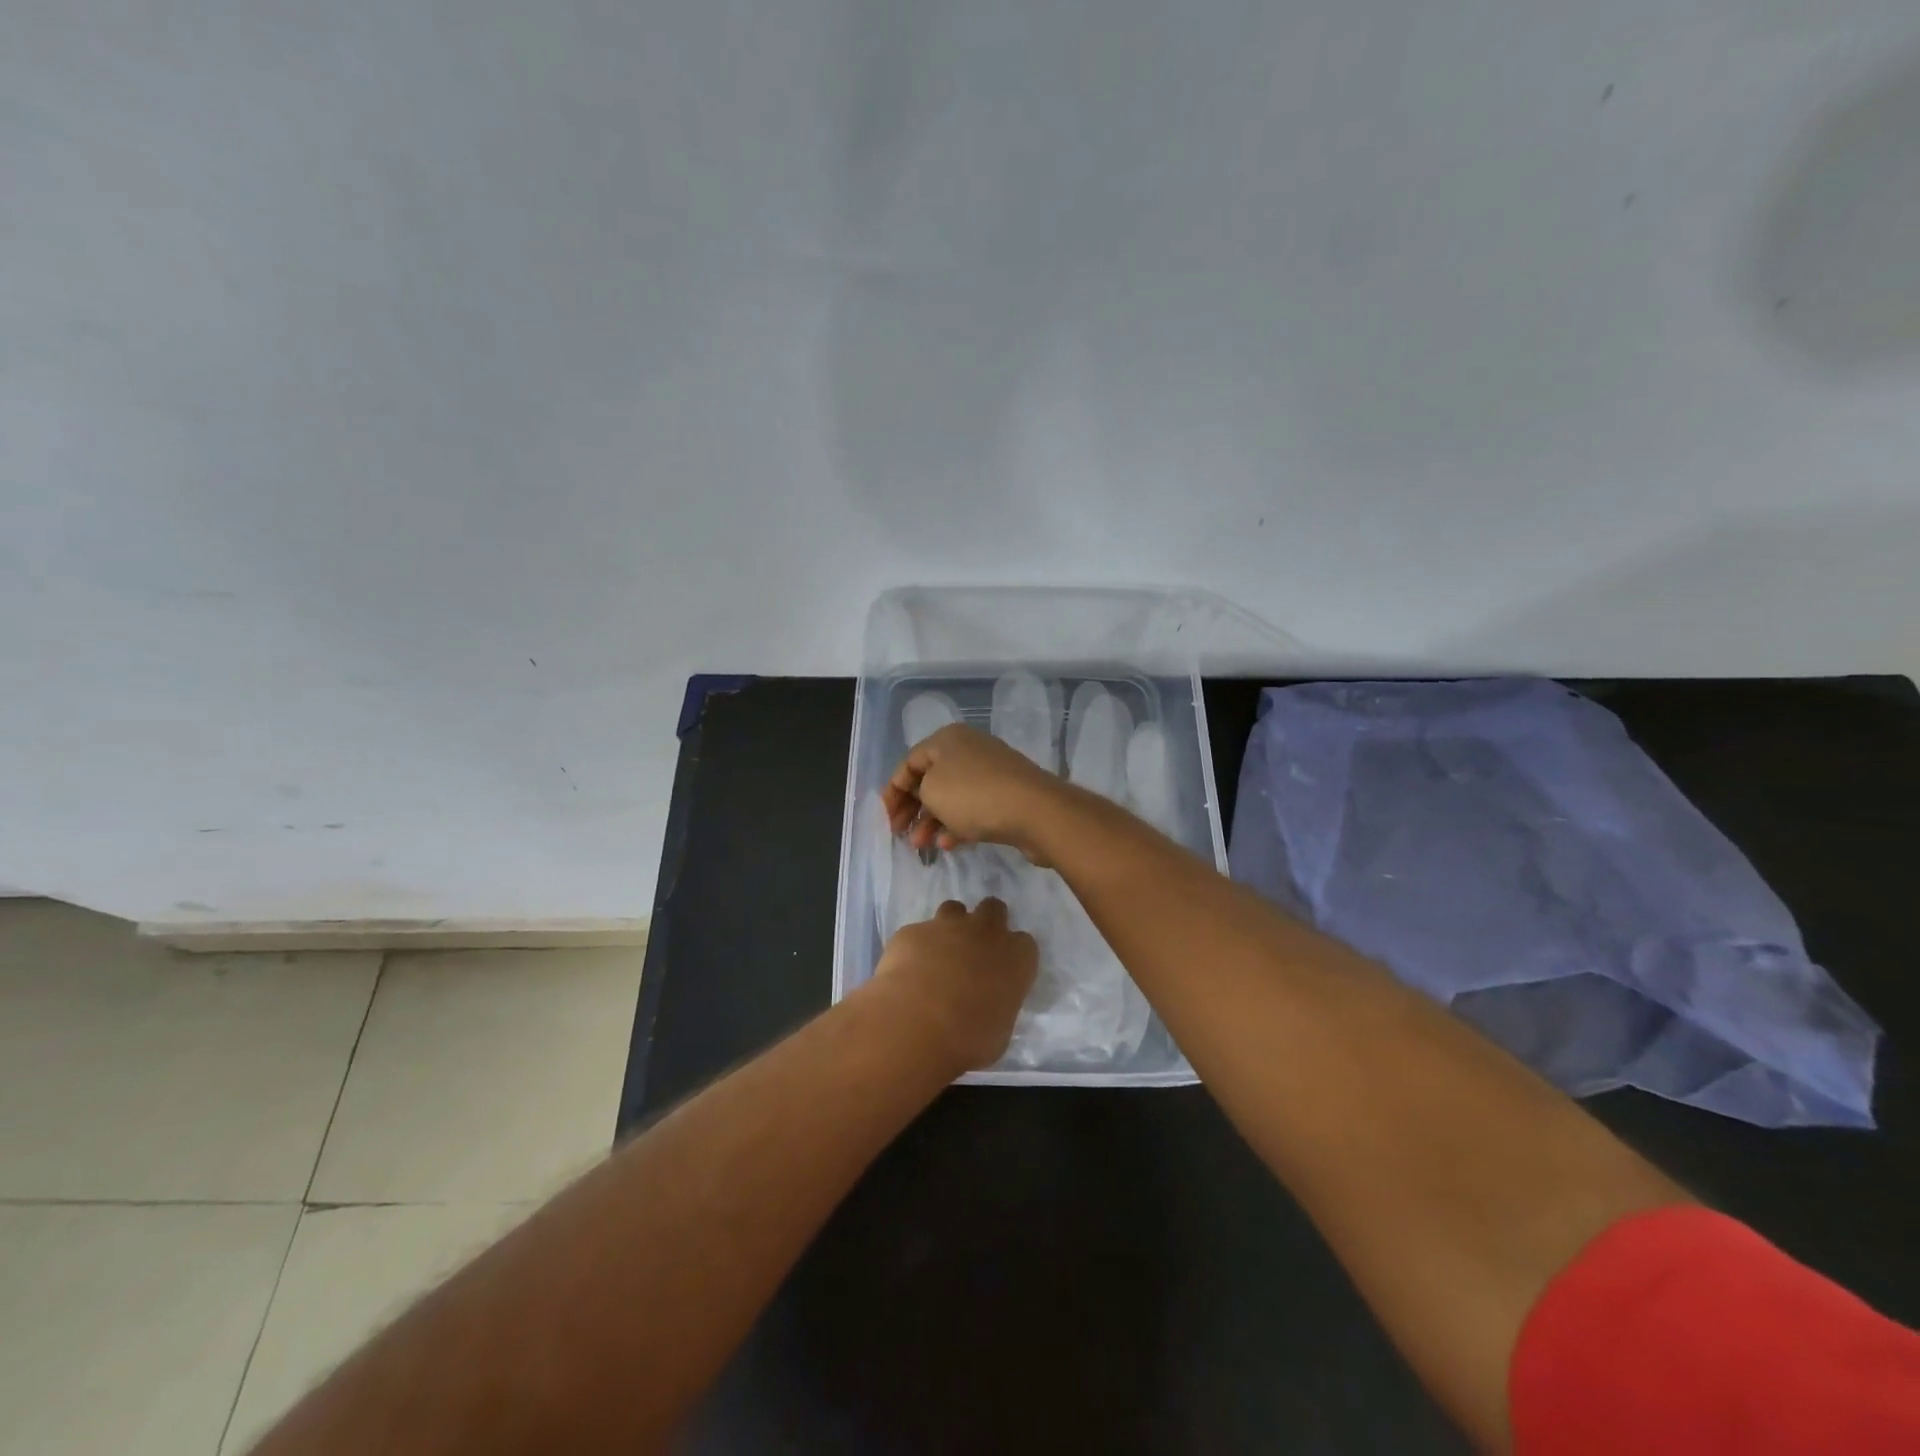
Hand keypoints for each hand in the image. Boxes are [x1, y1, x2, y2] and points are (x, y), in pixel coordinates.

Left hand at [871, 898, 1037, 1072]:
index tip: (1004, 971)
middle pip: (993, 909)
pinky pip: (917, 933)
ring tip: (939, 955)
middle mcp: (985, 932)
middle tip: (974, 950)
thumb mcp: (999, 1030)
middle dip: (986, 923)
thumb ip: (997, 1005)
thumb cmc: (970, 1039)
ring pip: (954, 909)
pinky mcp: (912, 931)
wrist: (917, 1024)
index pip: (1024, 944)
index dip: (1013, 955)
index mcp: (1016, 957)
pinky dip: (915, 948)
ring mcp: (946, 926)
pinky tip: (906, 972)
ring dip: (950, 926)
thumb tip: (988, 1005)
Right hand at [881, 723, 1067, 864]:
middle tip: (899, 834)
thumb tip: (926, 794)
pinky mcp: (1006, 796)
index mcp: (947, 739)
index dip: (893, 790)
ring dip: (931, 821)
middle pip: (930, 779)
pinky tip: (947, 845)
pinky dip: (956, 825)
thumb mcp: (931, 789)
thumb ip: (917, 790)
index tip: (885, 818)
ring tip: (920, 845)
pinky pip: (973, 810)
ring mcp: (990, 773)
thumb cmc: (974, 795)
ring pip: (951, 797)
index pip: (909, 762)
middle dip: (912, 808)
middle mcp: (968, 750)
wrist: (1035, 811)